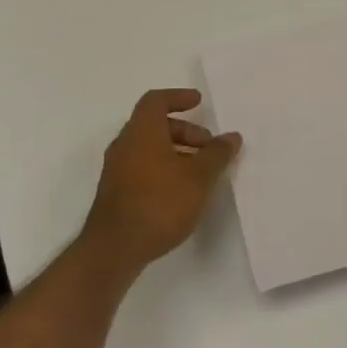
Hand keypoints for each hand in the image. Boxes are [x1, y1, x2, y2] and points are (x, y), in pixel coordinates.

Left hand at [82, 89, 241, 273]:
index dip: (178, 97)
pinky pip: (143, 167)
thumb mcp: (199, 177)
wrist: (114, 250)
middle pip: (154, 125)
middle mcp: (125, 145)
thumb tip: (231, 136)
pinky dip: (164, 168)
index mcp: (141, 132)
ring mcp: (117, 171)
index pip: (156, 101)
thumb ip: (217, 154)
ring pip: (149, 148)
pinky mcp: (117, 193)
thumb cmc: (159, 203)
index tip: (199, 102)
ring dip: (177, 151)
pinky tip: (183, 191)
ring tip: (201, 172)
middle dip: (185, 130)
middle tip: (208, 146)